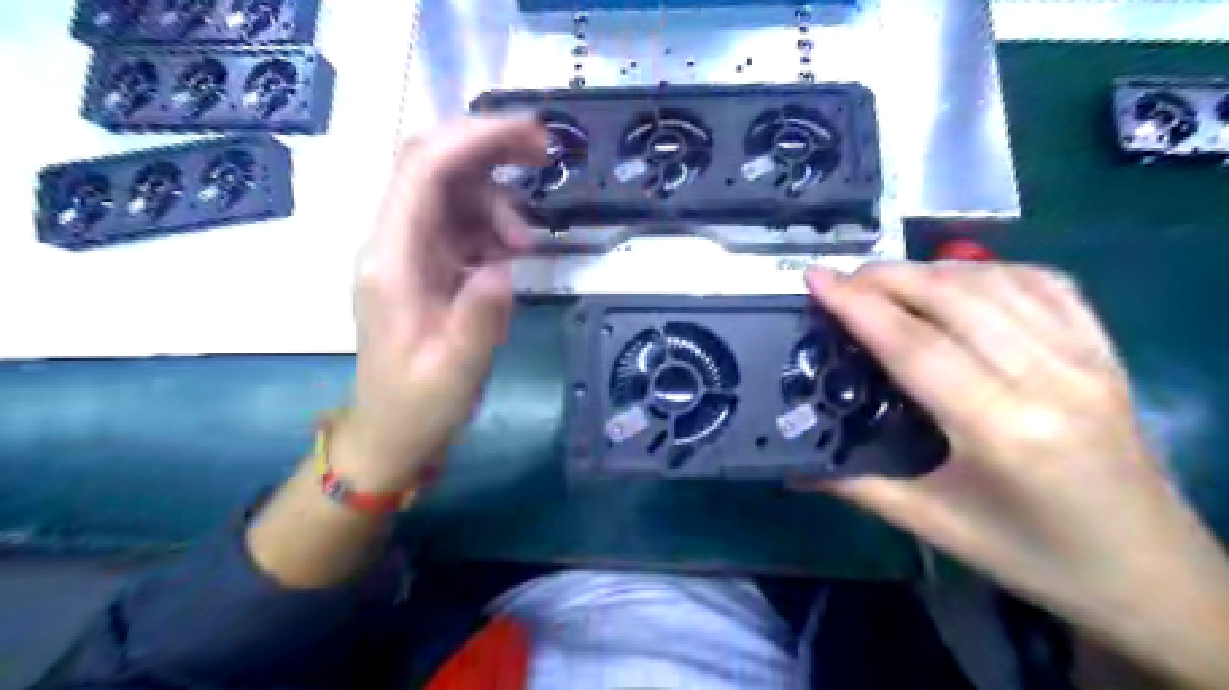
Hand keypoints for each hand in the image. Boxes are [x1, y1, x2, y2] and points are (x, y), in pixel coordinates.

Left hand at [334, 119, 550, 496]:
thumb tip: (505, 265)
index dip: (474, 140)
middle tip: (544, 155)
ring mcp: (409, 251)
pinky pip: (461, 223)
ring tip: (526, 245)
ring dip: (497, 200)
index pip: (423, 172)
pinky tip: (511, 256)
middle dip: (489, 148)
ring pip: (453, 191)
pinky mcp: (426, 264)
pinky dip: (493, 226)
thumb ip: (479, 317)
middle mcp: (393, 244)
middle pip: (434, 164)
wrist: (391, 434)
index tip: (532, 134)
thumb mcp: (456, 371)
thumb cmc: (418, 407)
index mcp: (391, 262)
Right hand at [802, 262, 1228, 687]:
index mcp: (1002, 431)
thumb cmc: (1033, 556)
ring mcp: (1086, 358)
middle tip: (838, 280)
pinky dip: (989, 270)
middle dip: (885, 277)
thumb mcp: (933, 525)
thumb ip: (855, 485)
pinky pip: (1045, 283)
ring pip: (996, 282)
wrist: (1151, 574)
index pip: (915, 345)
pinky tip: (957, 278)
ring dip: (929, 269)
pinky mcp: (1106, 350)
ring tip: (883, 279)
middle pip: (953, 299)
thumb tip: (788, 464)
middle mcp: (1050, 380)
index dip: (858, 305)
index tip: (815, 278)